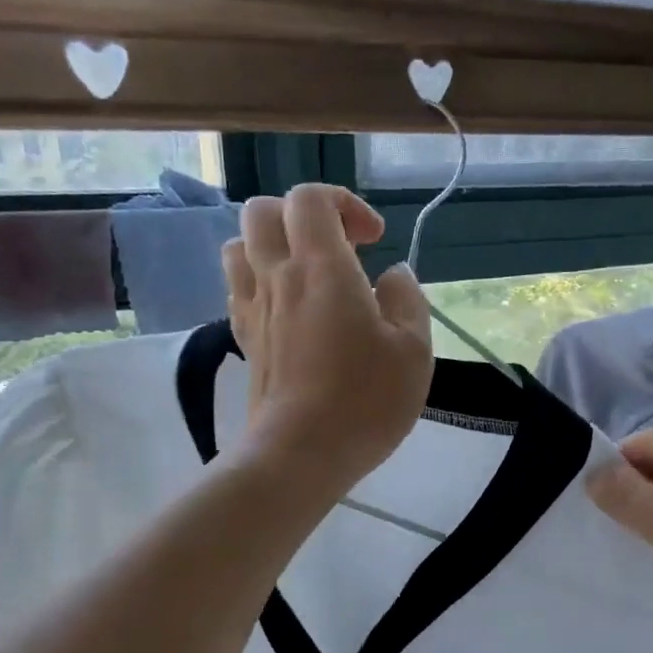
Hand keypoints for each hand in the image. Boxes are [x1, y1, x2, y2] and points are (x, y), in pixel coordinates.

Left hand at [222, 183, 433, 491]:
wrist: (300, 454)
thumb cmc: (365, 401)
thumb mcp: (413, 350)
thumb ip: (407, 300)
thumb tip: (393, 276)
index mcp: (321, 268)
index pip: (310, 198)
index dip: (343, 203)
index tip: (373, 240)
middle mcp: (277, 277)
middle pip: (263, 211)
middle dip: (301, 216)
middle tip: (338, 249)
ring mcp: (253, 309)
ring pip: (239, 246)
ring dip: (272, 245)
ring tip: (306, 274)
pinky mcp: (244, 341)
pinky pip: (239, 289)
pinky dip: (260, 282)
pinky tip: (288, 310)